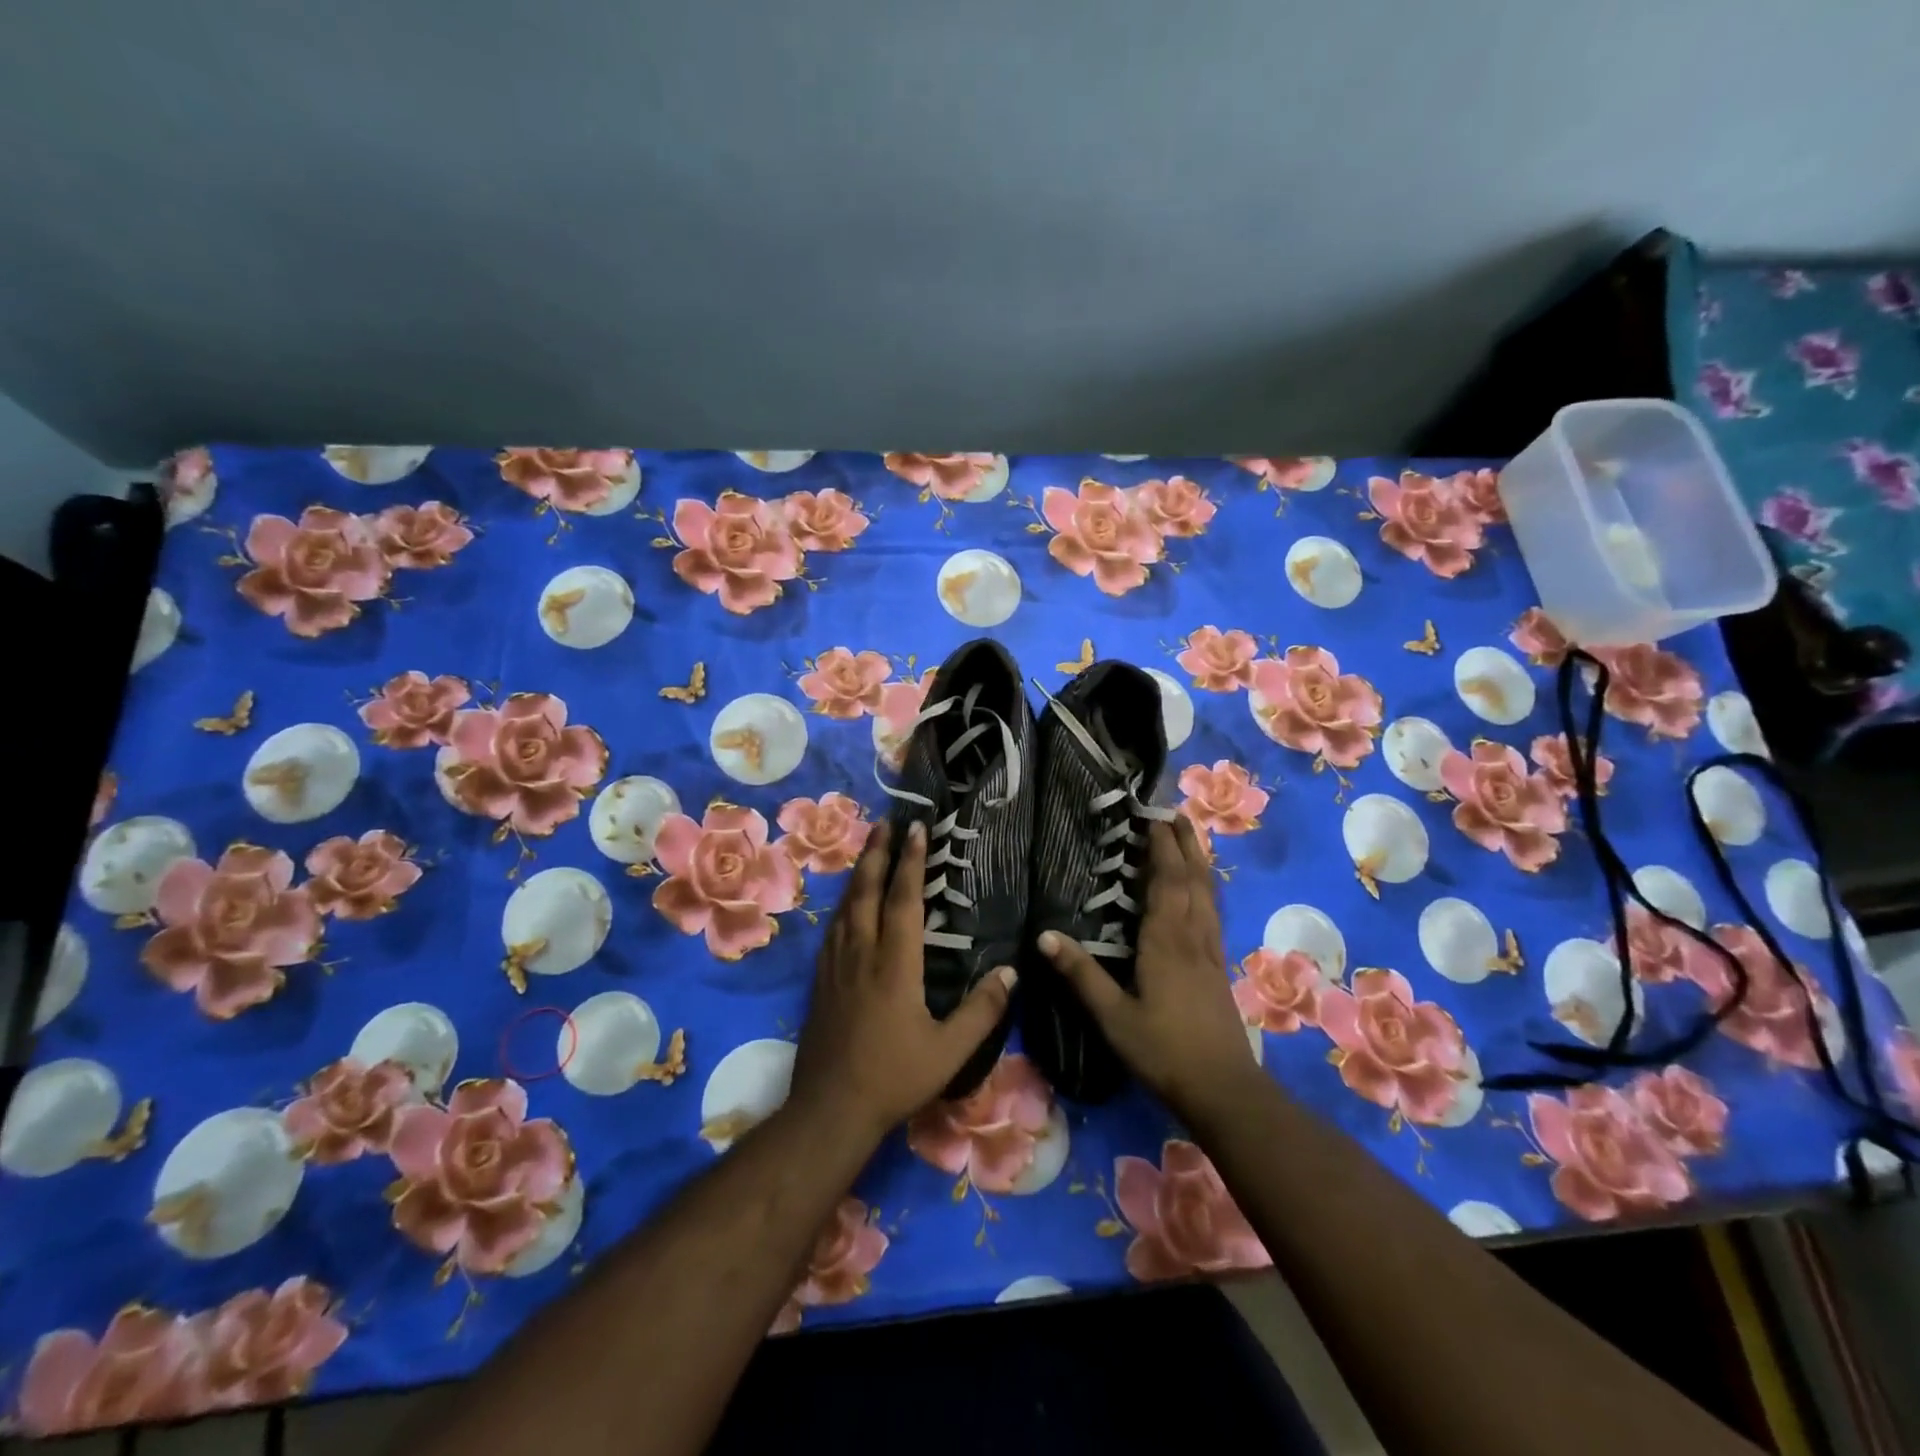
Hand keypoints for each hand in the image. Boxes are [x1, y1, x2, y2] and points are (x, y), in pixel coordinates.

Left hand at [789, 820, 1016, 1143]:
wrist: (830, 1107)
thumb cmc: (894, 1077)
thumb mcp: (950, 1051)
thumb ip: (983, 1011)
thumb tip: (1012, 971)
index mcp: (895, 963)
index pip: (904, 899)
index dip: (912, 861)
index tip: (917, 829)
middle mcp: (861, 953)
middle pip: (867, 890)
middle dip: (878, 853)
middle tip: (886, 822)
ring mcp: (836, 965)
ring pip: (846, 906)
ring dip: (859, 873)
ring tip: (869, 851)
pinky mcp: (821, 980)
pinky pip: (832, 928)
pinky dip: (843, 904)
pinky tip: (846, 905)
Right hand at [1041, 816, 1259, 1121]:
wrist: (1222, 1088)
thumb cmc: (1162, 1050)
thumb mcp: (1113, 1016)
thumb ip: (1081, 974)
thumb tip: (1045, 935)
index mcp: (1165, 941)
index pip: (1164, 881)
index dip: (1160, 846)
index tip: (1151, 815)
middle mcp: (1192, 936)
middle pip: (1192, 878)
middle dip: (1184, 842)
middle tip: (1174, 812)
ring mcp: (1209, 950)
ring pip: (1207, 893)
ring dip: (1199, 860)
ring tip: (1191, 836)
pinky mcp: (1218, 966)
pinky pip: (1212, 912)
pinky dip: (1206, 888)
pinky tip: (1202, 890)